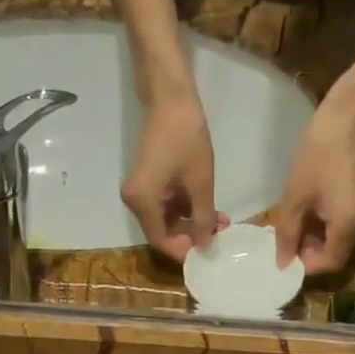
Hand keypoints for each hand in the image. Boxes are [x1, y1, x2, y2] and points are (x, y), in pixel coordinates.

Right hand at [121, 93, 227, 261]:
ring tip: (220, 221)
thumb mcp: (200, 183)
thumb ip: (202, 218)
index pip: (161, 241)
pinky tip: (208, 208)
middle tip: (219, 235)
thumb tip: (205, 245)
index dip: (184, 251)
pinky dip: (185, 209)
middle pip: (162, 232)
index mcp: (142, 202)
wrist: (171, 100)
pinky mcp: (148, 182)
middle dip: (191, 236)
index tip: (208, 253)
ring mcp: (140, 191)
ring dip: (191, 223)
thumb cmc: (187, 139)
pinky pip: (165, 205)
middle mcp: (134, 201)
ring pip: (166, 219)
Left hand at [272, 88, 354, 274]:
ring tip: (295, 218)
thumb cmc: (317, 157)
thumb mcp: (294, 198)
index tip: (285, 252)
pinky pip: (344, 225)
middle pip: (334, 253)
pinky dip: (326, 224)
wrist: (346, 120)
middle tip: (286, 234)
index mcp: (349, 227)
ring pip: (338, 240)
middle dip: (309, 250)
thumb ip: (286, 235)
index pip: (328, 264)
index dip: (305, 264)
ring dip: (316, 236)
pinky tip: (310, 208)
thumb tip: (282, 264)